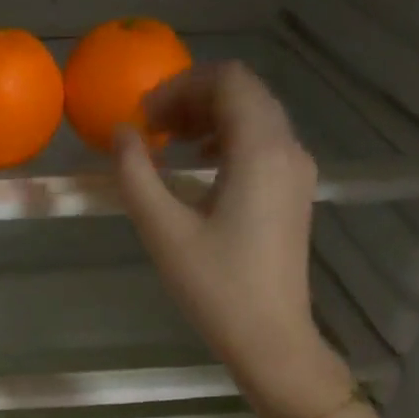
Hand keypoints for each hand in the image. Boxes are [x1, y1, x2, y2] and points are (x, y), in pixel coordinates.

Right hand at [112, 62, 351, 417]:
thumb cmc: (215, 286)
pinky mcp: (294, 193)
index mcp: (261, 150)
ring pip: (256, 117)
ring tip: (170, 145)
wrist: (270, 337)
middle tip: (151, 127)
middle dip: (194, 98)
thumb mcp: (163, 230)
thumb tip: (121, 134)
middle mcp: (288, 149)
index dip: (181, 85)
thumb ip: (136, 174)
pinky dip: (228, 140)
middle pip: (244, 93)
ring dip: (210, 118)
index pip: (228, 80)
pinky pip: (263, 144)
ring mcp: (297, 171)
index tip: (144, 116)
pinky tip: (199, 170)